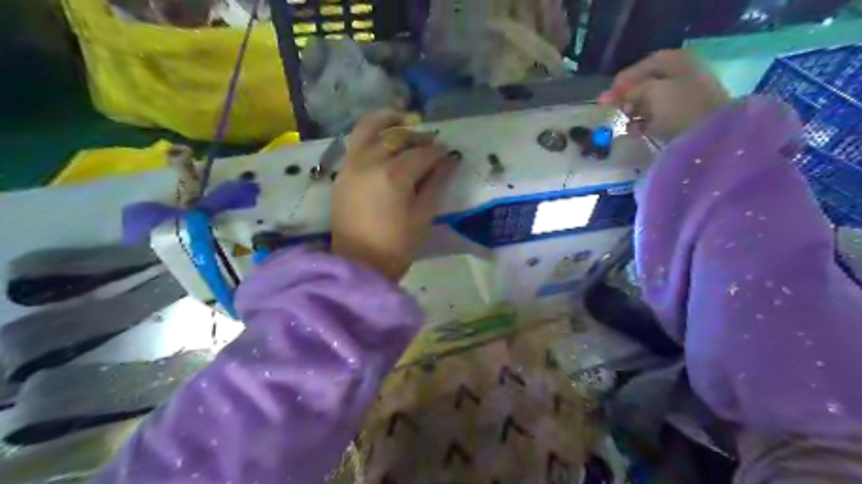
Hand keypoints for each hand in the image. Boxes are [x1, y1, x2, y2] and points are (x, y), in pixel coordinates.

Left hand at [331, 109, 456, 281]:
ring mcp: (352, 165)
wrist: (357, 265)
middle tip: (430, 143)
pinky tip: (382, 142)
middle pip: (396, 136)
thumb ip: (436, 184)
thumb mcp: (422, 216)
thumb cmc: (396, 246)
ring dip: (388, 122)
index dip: (438, 151)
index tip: (449, 153)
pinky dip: (370, 135)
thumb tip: (449, 161)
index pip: (422, 154)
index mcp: (394, 175)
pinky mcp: (342, 174)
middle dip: (417, 136)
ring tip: (401, 121)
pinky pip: (356, 144)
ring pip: (369, 130)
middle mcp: (370, 162)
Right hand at [601, 50, 732, 141]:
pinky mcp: (684, 116)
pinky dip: (645, 123)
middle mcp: (682, 74)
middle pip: (646, 84)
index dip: (623, 82)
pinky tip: (637, 133)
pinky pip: (658, 116)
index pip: (643, 66)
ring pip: (650, 102)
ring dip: (635, 112)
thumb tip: (616, 96)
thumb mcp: (652, 92)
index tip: (606, 97)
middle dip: (628, 98)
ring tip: (626, 124)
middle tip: (613, 111)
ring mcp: (684, 96)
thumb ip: (631, 91)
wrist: (712, 134)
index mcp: (677, 61)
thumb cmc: (682, 106)